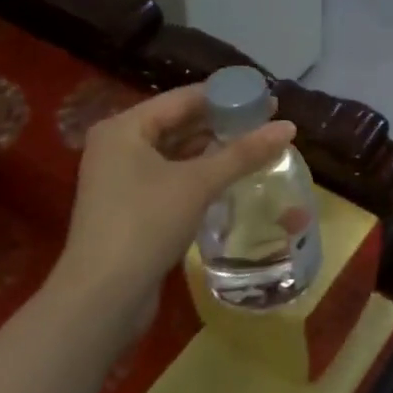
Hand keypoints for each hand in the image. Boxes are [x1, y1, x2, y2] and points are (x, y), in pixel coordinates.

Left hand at [50, 83, 294, 335]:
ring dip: (214, 149)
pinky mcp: (131, 206)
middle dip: (222, 122)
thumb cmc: (146, 224)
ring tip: (257, 145)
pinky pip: (172, 176)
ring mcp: (122, 178)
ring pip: (177, 152)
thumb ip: (243, 153)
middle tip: (267, 121)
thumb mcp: (199, 184)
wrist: (103, 297)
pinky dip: (201, 173)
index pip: (183, 98)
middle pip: (179, 123)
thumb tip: (289, 126)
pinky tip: (231, 175)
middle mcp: (119, 145)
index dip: (226, 95)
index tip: (265, 97)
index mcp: (125, 128)